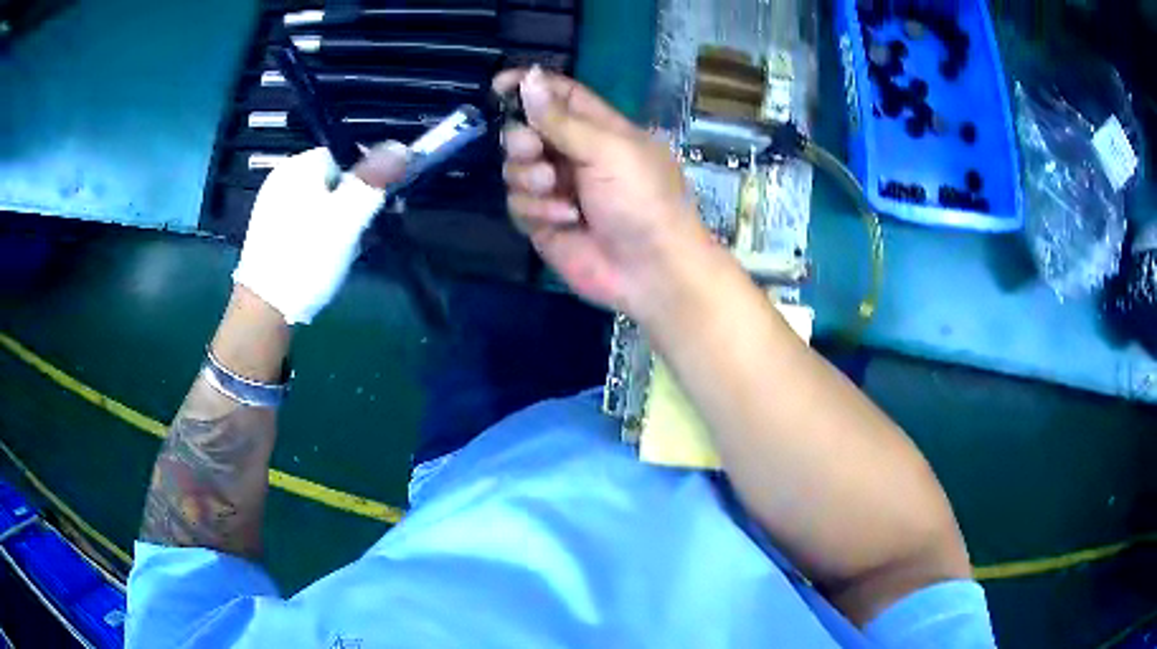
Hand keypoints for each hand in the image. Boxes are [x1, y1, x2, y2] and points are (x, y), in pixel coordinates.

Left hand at [233, 143, 408, 324]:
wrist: (265, 310)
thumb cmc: (307, 257)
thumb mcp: (348, 216)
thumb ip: (375, 178)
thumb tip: (402, 146)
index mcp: (298, 166)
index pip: (346, 155)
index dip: (365, 179)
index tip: (372, 209)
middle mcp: (282, 179)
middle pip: (335, 180)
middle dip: (353, 204)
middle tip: (358, 235)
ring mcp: (273, 206)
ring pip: (323, 203)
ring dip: (340, 223)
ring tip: (341, 251)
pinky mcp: (271, 232)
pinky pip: (307, 222)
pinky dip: (320, 235)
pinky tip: (322, 258)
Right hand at [495, 68, 712, 317]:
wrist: (651, 270)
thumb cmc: (642, 200)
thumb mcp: (608, 150)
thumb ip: (562, 118)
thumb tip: (529, 77)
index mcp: (596, 128)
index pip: (557, 95)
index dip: (529, 85)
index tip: (499, 85)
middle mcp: (572, 154)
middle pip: (524, 131)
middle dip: (522, 140)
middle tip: (534, 150)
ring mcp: (555, 189)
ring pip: (514, 169)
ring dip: (530, 178)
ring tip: (555, 191)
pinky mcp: (543, 221)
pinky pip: (517, 204)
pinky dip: (537, 210)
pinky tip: (565, 220)